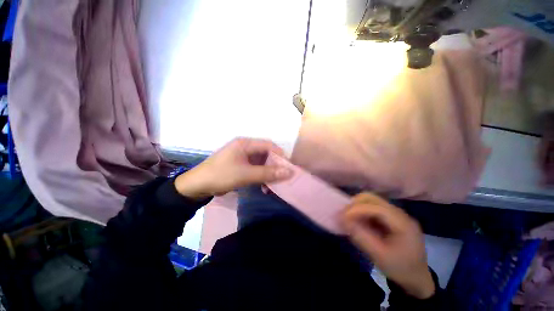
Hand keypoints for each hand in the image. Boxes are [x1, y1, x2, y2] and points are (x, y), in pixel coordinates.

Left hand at [175, 138, 292, 199]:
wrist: (197, 186)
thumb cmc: (221, 175)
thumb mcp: (246, 175)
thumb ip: (268, 173)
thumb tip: (289, 172)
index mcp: (245, 144)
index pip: (269, 145)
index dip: (280, 155)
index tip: (288, 168)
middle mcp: (245, 147)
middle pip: (266, 154)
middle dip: (275, 166)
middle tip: (282, 178)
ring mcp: (243, 156)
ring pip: (262, 162)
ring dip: (268, 173)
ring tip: (272, 185)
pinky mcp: (241, 165)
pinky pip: (256, 168)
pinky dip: (261, 176)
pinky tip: (263, 186)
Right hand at [342, 193, 434, 298]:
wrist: (416, 278)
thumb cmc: (399, 269)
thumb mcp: (379, 256)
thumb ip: (360, 236)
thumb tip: (342, 219)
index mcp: (403, 224)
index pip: (377, 208)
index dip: (357, 209)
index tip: (342, 216)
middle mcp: (400, 214)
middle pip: (373, 198)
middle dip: (355, 204)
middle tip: (344, 215)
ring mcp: (395, 214)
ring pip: (371, 200)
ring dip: (357, 206)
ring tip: (349, 217)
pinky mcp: (390, 217)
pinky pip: (372, 207)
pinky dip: (361, 210)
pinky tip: (358, 220)